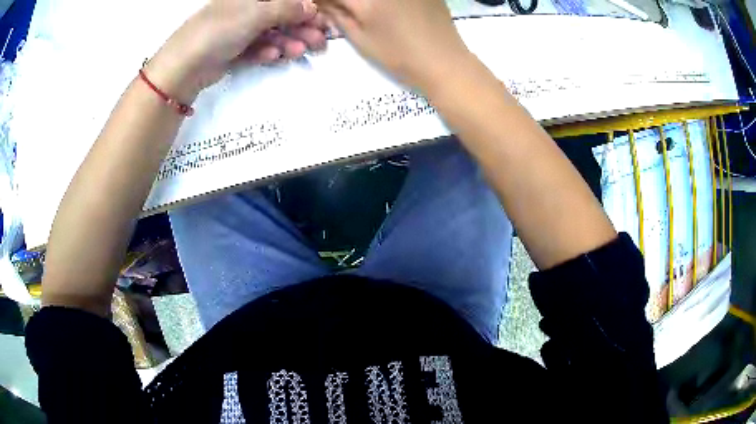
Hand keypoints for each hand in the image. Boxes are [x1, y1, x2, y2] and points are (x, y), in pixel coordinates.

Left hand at [146, 0, 327, 101]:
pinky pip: (257, 49)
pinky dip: (266, 52)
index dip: (306, 10)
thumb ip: (287, 8)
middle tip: (318, 44)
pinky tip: (271, 57)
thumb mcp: (256, 13)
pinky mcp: (233, 51)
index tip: (323, 23)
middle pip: (281, 17)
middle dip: (301, 29)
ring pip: (271, 35)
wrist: (184, 67)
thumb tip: (311, 7)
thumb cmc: (219, 30)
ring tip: (297, 53)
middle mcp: (245, 10)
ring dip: (286, 43)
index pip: (284, 0)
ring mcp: (238, 31)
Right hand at [317, 0, 471, 91]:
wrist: (444, 62)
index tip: (326, 6)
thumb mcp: (361, 39)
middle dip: (348, 1)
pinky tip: (393, 10)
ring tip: (371, 12)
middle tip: (348, 9)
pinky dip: (388, 1)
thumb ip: (337, 15)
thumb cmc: (399, 56)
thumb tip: (323, 2)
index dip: (325, 0)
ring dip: (368, 2)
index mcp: (365, 0)